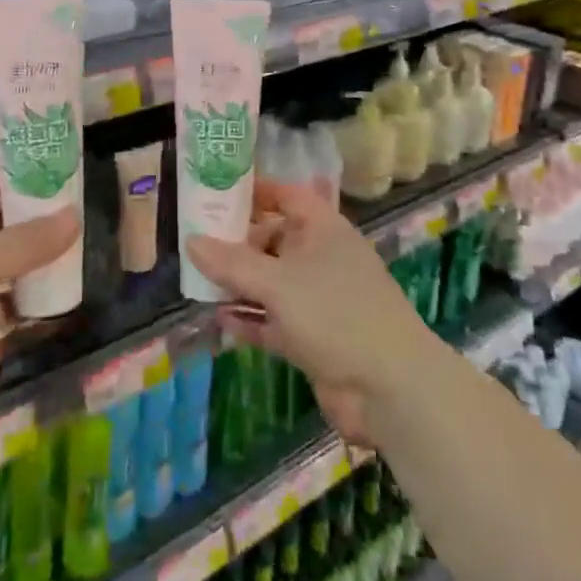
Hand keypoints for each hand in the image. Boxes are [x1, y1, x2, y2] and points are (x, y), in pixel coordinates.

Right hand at [188, 181, 438, 444]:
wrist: (389, 389)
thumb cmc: (335, 314)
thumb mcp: (278, 283)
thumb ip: (232, 263)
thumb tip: (191, 241)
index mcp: (322, 228)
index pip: (286, 196)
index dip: (256, 191)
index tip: (218, 192)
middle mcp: (320, 256)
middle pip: (274, 239)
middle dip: (239, 242)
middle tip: (198, 241)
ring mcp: (318, 298)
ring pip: (271, 281)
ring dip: (240, 283)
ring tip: (199, 280)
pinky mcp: (313, 337)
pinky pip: (274, 318)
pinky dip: (250, 318)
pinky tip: (220, 319)